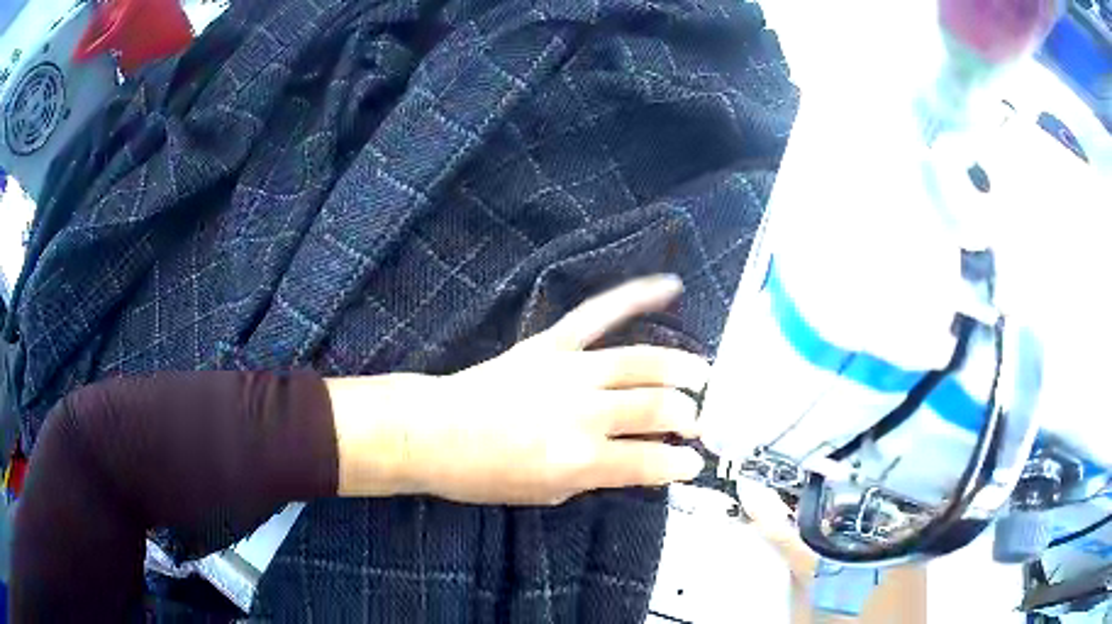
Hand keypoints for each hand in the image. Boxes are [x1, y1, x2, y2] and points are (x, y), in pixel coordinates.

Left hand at [328, 275, 708, 505]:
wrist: (432, 432)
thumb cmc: (485, 475)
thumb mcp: (547, 495)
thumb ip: (597, 475)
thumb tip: (636, 458)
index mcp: (580, 460)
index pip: (651, 462)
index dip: (680, 465)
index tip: (693, 464)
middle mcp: (583, 413)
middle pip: (657, 406)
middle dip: (689, 415)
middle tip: (697, 423)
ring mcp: (568, 370)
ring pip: (642, 361)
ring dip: (681, 368)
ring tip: (702, 376)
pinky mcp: (550, 344)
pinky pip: (599, 313)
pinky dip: (636, 296)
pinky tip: (670, 285)